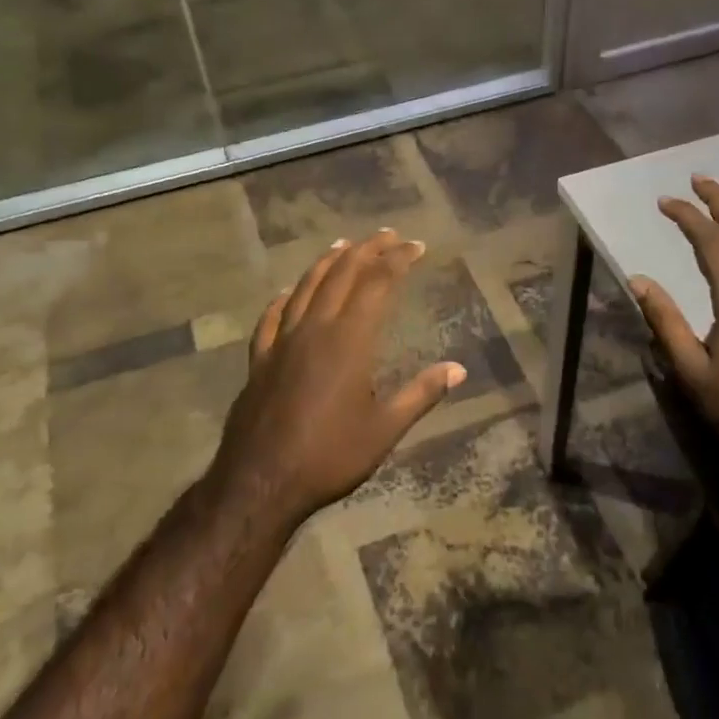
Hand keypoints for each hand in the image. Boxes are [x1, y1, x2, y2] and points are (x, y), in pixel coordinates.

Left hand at [212, 229, 465, 527]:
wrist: (261, 483)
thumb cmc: (330, 456)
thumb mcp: (385, 429)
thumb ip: (421, 394)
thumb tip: (458, 369)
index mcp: (349, 340)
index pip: (377, 284)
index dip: (398, 260)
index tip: (416, 246)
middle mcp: (315, 329)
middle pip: (342, 275)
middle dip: (367, 250)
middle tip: (388, 235)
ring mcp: (282, 342)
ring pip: (306, 288)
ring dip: (327, 263)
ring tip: (343, 245)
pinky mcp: (260, 360)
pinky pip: (271, 318)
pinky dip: (283, 299)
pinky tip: (286, 292)